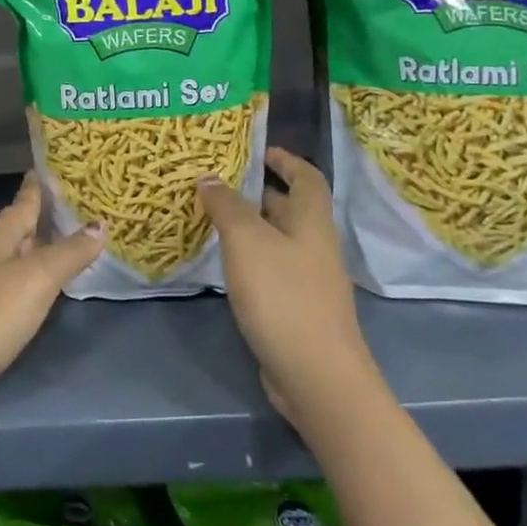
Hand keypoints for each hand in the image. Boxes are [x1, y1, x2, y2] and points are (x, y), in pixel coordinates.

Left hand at [0, 176, 103, 430]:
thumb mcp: (34, 280)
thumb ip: (68, 253)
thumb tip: (99, 224)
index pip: (23, 202)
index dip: (39, 186)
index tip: (55, 167)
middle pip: (18, 229)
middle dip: (44, 219)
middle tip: (78, 208)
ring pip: (13, 259)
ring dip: (37, 252)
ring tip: (67, 246)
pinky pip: (9, 288)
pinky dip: (29, 283)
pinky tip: (41, 291)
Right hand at [198, 147, 373, 422]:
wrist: (316, 375)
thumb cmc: (283, 296)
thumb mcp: (247, 241)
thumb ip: (227, 206)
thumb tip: (210, 177)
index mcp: (312, 222)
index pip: (307, 177)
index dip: (286, 160)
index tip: (258, 150)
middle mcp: (315, 246)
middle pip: (291, 208)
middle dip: (258, 192)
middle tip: (217, 182)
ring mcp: (309, 280)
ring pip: (278, 240)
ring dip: (250, 226)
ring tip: (211, 217)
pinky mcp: (298, 308)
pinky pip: (272, 268)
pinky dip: (250, 257)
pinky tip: (224, 263)